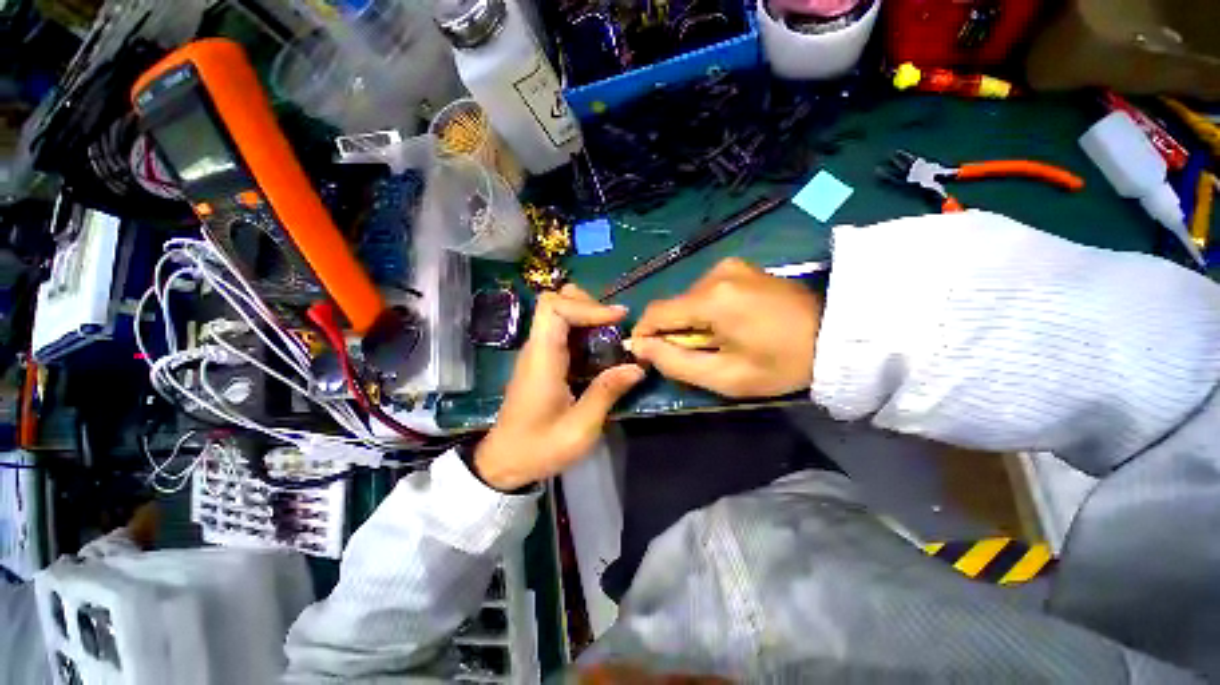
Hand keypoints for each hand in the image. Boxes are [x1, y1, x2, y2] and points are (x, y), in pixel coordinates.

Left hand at [474, 285, 644, 490]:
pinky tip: (601, 349)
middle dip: (587, 305)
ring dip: (586, 316)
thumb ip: (607, 392)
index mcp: (542, 359)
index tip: (618, 319)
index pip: (554, 308)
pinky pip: (561, 333)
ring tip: (613, 332)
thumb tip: (637, 366)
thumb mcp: (580, 427)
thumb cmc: (539, 448)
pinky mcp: (542, 362)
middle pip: (554, 303)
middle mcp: (536, 349)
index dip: (587, 307)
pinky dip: (582, 331)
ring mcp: (537, 354)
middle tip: (614, 323)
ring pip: (557, 314)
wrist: (505, 463)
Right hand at [630, 258, 822, 397]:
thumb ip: (675, 363)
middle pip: (673, 306)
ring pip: (688, 300)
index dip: (644, 335)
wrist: (837, 335)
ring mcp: (730, 266)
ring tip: (719, 342)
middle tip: (698, 356)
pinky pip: (706, 292)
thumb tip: (640, 346)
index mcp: (711, 298)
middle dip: (674, 333)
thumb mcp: (725, 376)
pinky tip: (729, 325)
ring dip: (691, 323)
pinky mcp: (740, 267)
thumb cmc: (782, 363)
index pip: (655, 313)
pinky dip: (706, 312)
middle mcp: (715, 273)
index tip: (649, 356)